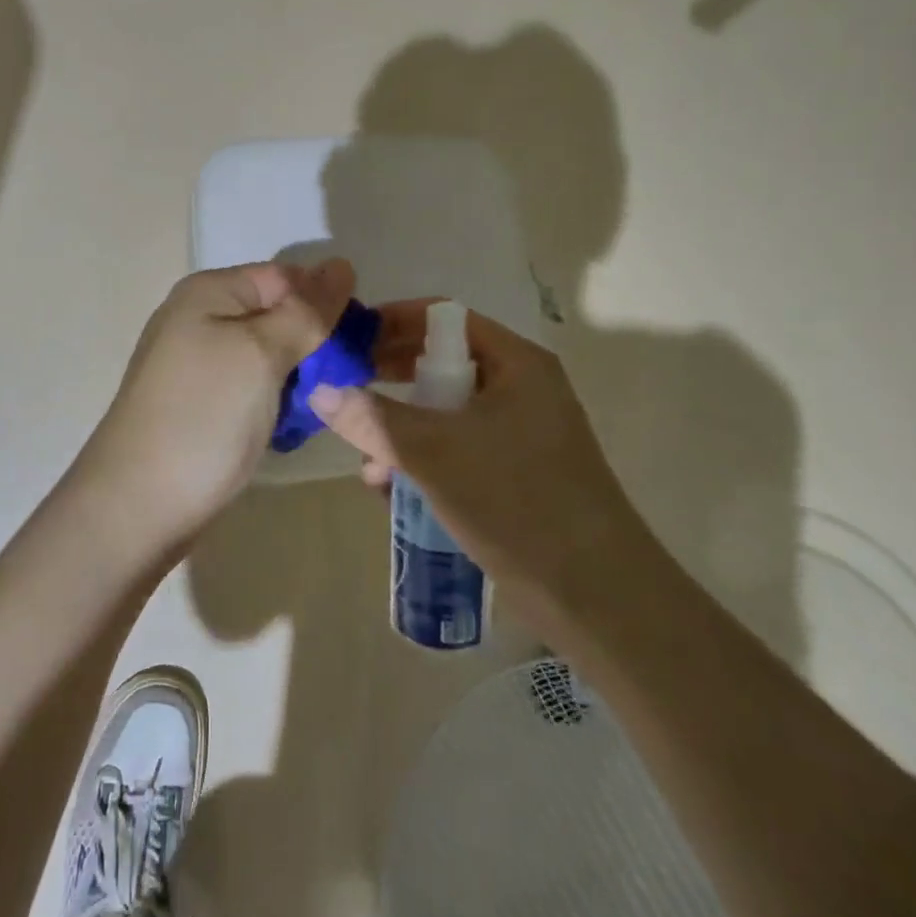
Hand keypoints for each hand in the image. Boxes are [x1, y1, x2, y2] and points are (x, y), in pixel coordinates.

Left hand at [79, 259, 357, 546]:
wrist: (138, 505)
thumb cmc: (204, 416)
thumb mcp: (260, 352)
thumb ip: (305, 310)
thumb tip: (340, 265)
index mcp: (210, 292)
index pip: (286, 277)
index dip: (327, 303)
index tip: (362, 344)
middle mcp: (201, 318)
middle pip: (279, 315)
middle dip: (318, 344)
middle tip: (351, 382)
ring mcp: (199, 365)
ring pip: (271, 357)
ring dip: (302, 378)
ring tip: (324, 409)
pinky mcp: (204, 405)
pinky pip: (254, 389)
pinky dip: (278, 402)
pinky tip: (292, 428)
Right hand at [310, 302, 652, 631]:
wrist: (596, 597)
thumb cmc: (516, 502)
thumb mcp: (434, 452)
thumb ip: (372, 418)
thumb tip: (319, 391)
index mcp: (516, 364)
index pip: (443, 319)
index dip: (392, 323)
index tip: (347, 342)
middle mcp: (520, 389)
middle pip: (439, 364)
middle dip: (389, 380)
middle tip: (345, 393)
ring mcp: (518, 434)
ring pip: (443, 412)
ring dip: (399, 428)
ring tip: (365, 459)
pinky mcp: (512, 474)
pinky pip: (455, 448)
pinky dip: (421, 459)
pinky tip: (388, 489)